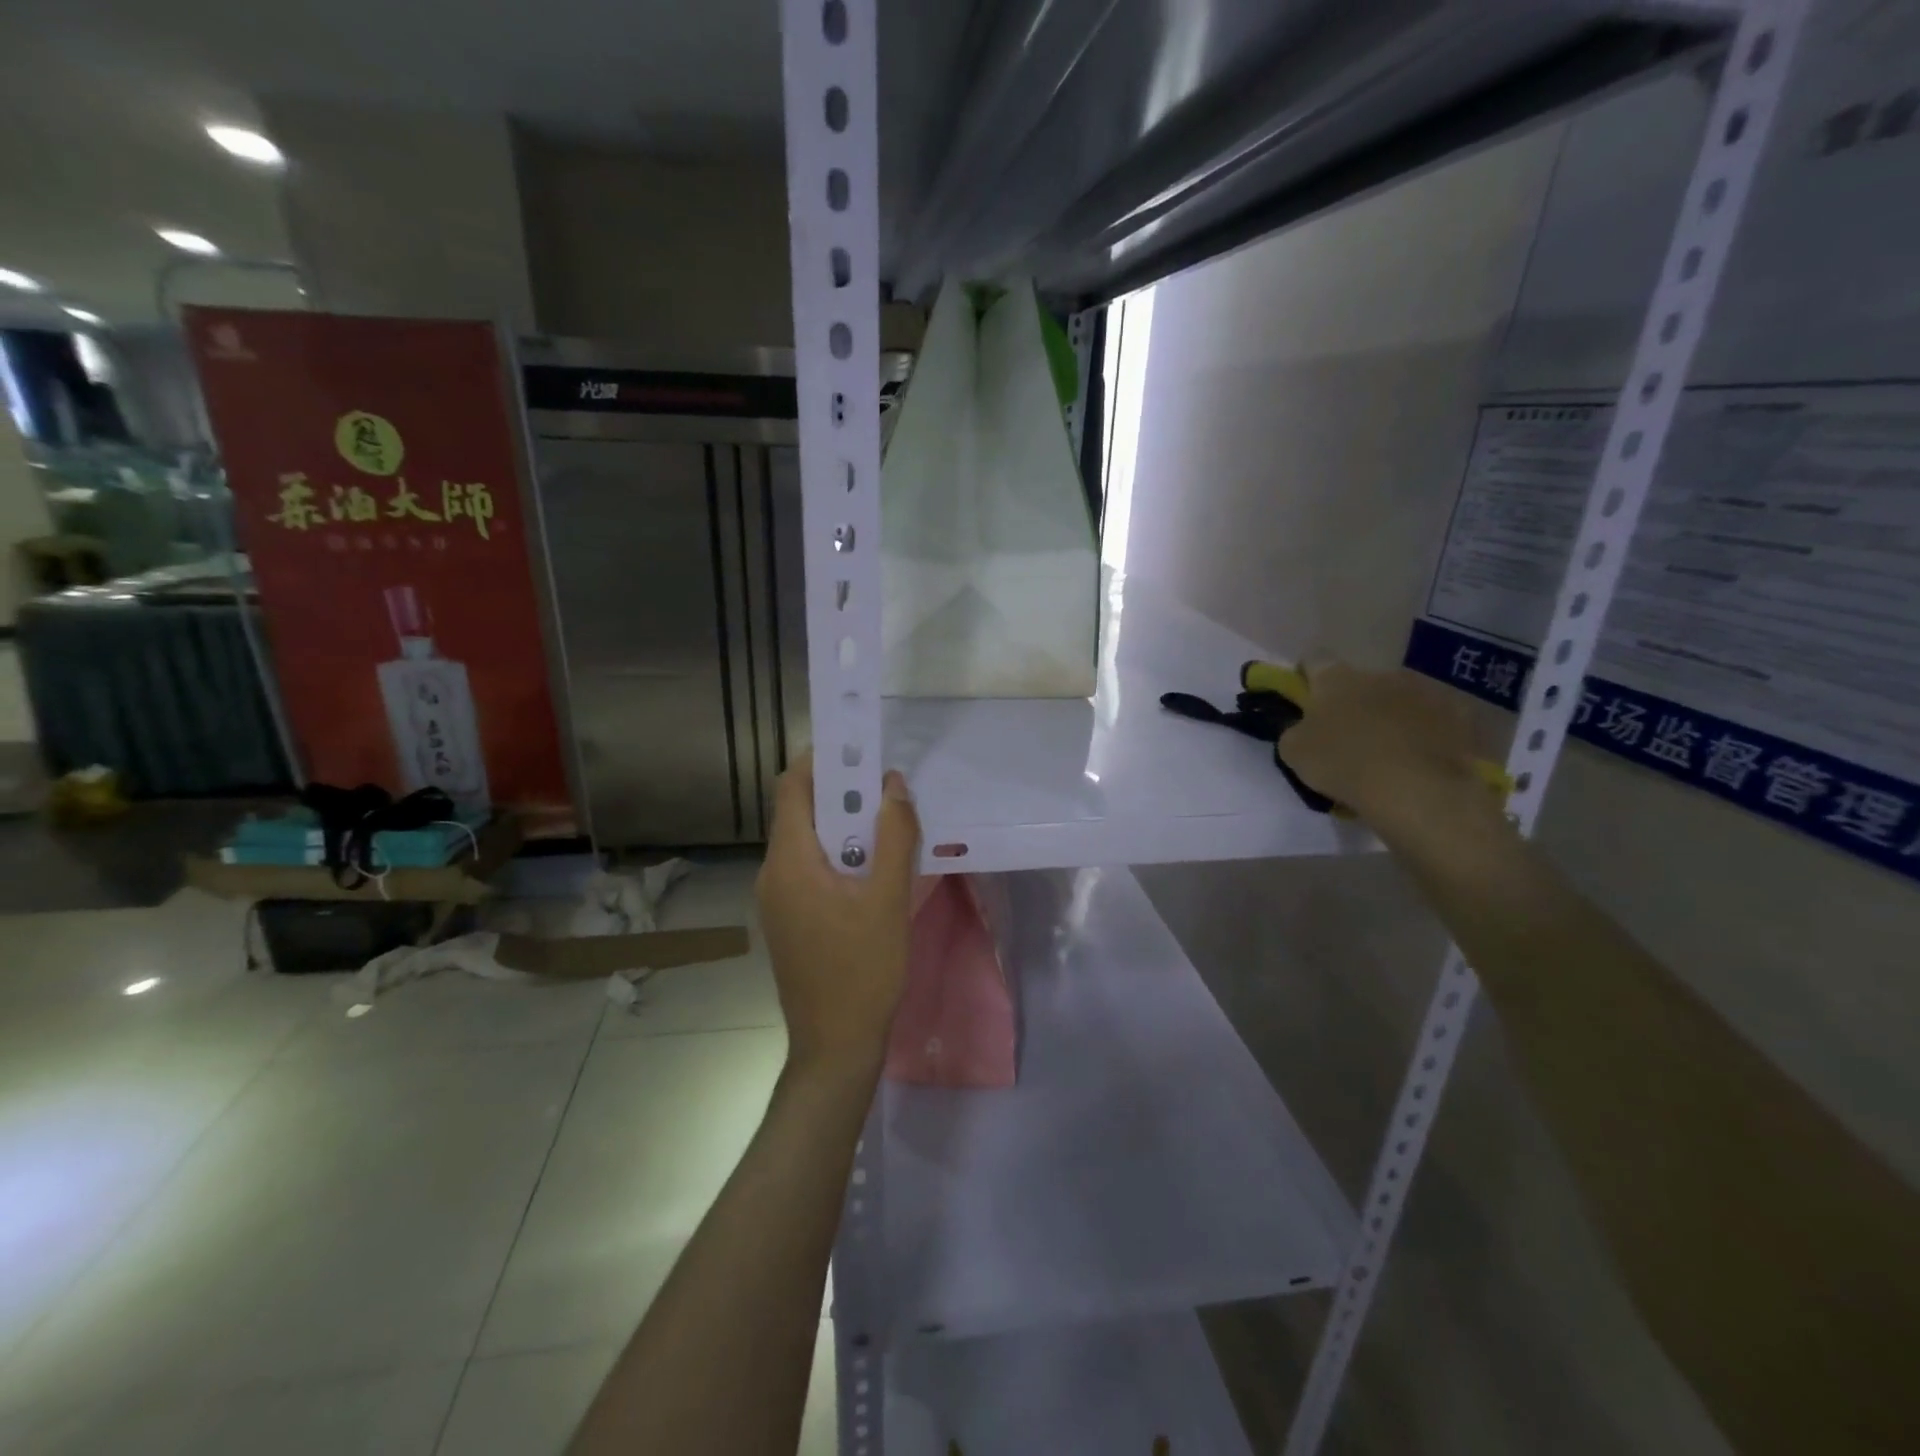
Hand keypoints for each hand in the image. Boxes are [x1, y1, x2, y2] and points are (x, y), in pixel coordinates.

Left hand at [757, 753, 919, 1077]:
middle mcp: (773, 873)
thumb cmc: (863, 970)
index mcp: (789, 862)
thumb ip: (893, 835)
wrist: (835, 1046)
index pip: (792, 787)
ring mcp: (776, 899)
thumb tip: (893, 785)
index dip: (822, 760)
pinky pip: (809, 869)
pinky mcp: (787, 920)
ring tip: (887, 827)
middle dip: (842, 793)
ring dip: (844, 827)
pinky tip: (872, 870)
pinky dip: (838, 856)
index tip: (860, 750)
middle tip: (886, 789)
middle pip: (800, 813)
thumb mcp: (887, 899)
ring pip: (807, 842)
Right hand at [1277, 664, 1486, 829]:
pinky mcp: (1460, 716)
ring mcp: (1425, 691)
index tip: (1305, 699)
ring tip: (1387, 753)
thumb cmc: (1344, 763)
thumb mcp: (1294, 752)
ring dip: (1390, 717)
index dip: (1306, 677)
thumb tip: (1303, 728)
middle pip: (1361, 682)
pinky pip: (1434, 721)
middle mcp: (1381, 674)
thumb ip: (1295, 731)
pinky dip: (1425, 734)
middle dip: (1353, 702)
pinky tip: (1419, 761)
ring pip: (1399, 699)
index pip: (1313, 660)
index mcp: (1337, 678)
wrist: (1418, 789)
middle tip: (1346, 736)